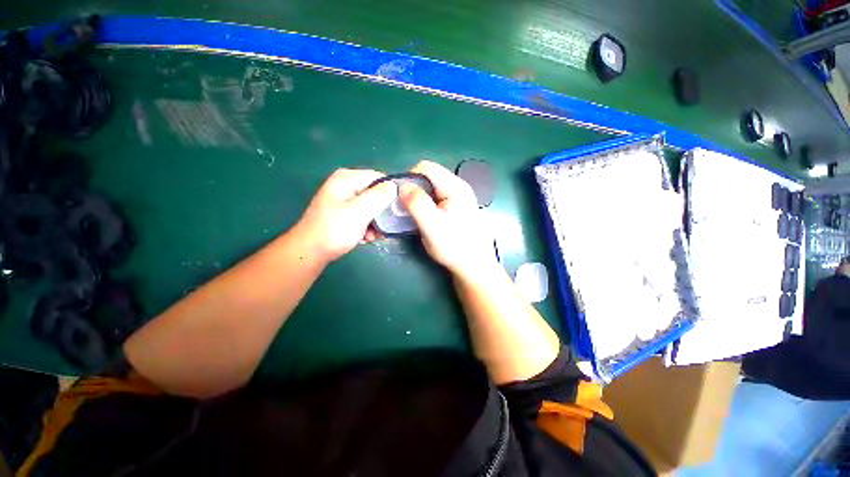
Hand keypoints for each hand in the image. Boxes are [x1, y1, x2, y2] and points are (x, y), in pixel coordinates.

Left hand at [297, 168, 396, 262]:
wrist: (310, 252)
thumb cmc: (334, 230)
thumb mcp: (360, 211)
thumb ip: (379, 196)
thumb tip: (394, 186)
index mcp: (347, 178)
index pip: (379, 177)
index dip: (390, 192)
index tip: (396, 210)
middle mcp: (346, 185)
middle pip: (376, 193)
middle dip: (382, 211)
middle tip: (383, 227)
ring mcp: (344, 199)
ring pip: (372, 206)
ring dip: (376, 222)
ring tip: (372, 235)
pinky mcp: (344, 212)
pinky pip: (364, 215)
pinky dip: (367, 226)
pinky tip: (365, 237)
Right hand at [400, 161, 497, 279]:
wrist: (474, 266)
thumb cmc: (454, 247)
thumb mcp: (432, 226)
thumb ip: (417, 203)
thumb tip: (401, 186)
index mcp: (455, 187)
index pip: (425, 167)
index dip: (409, 178)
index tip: (401, 198)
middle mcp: (458, 187)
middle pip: (428, 177)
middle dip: (412, 190)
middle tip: (405, 209)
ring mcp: (458, 197)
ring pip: (430, 188)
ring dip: (418, 199)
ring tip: (413, 216)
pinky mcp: (455, 207)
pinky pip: (435, 198)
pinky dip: (425, 205)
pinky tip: (424, 219)